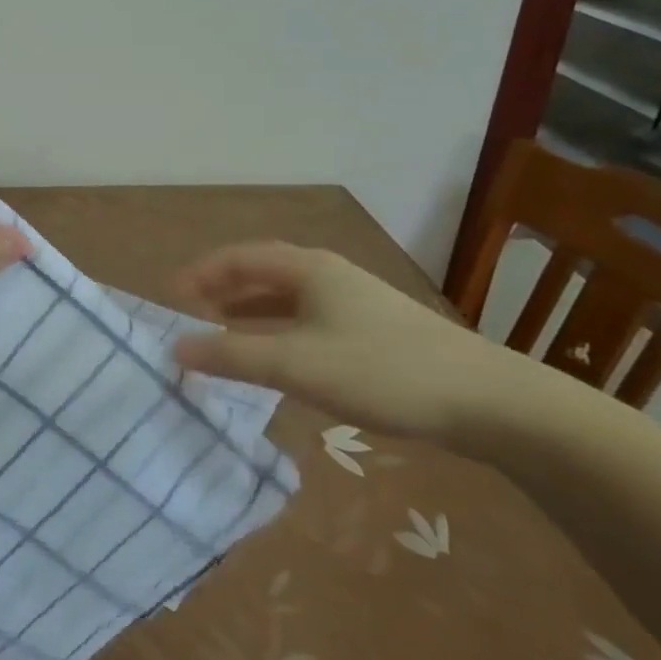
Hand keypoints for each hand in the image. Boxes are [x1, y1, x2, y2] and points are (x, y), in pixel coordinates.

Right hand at [170, 242, 548, 445]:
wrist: (489, 401)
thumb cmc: (381, 370)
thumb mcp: (295, 364)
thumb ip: (231, 355)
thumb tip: (175, 348)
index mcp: (307, 268)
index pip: (238, 258)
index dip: (200, 274)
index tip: (171, 299)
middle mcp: (328, 274)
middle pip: (261, 271)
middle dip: (222, 289)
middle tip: (191, 313)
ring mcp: (355, 301)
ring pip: (286, 296)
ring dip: (250, 310)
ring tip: (223, 332)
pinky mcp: (374, 330)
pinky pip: (308, 318)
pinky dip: (278, 329)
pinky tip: (278, 357)